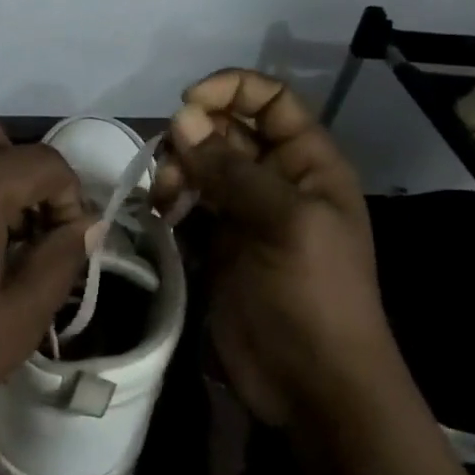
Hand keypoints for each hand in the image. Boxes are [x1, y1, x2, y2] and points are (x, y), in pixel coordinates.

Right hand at [163, 69, 398, 426]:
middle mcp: (275, 179)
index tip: (187, 104)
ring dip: (176, 169)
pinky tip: (161, 217)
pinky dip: (170, 200)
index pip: (271, 100)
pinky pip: (188, 203)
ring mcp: (243, 212)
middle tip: (171, 166)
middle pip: (227, 129)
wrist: (311, 385)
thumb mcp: (285, 223)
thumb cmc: (314, 296)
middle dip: (194, 136)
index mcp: (308, 163)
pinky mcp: (216, 244)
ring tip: (165, 200)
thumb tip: (182, 118)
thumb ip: (233, 170)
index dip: (231, 90)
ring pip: (201, 164)